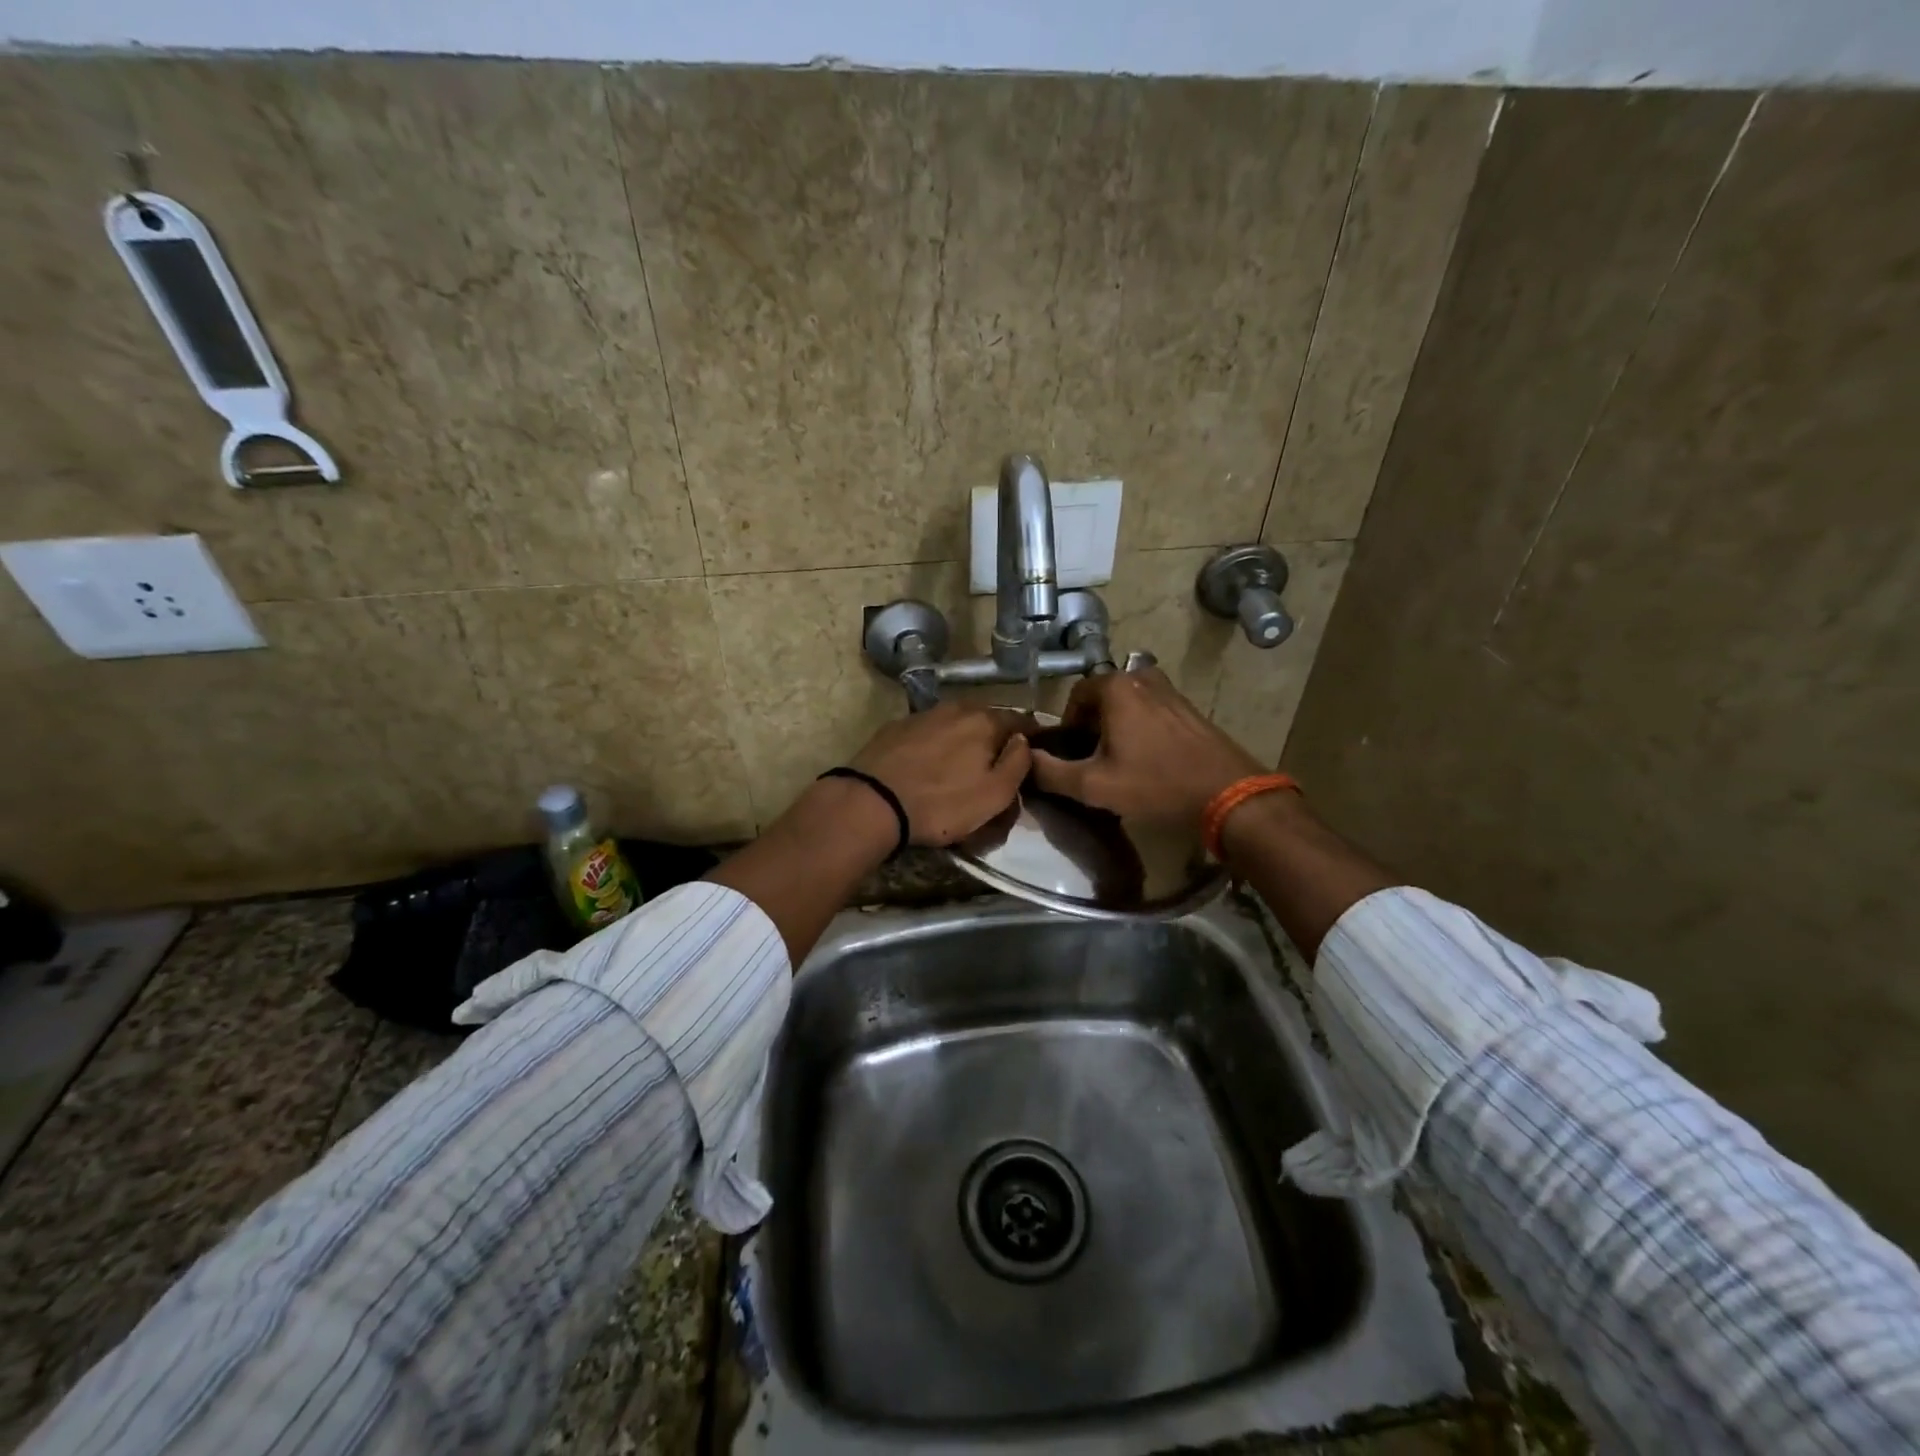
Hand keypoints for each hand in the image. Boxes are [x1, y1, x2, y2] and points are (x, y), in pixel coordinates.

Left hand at [849, 703, 1033, 846]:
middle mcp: (956, 708)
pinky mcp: (896, 727)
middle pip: (987, 720)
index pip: (1022, 721)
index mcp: (985, 721)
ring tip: (962, 765)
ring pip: (956, 723)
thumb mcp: (994, 794)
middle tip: (997, 765)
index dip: (1032, 738)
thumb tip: (1023, 741)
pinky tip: (930, 763)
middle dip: (996, 738)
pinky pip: (929, 732)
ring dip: (964, 739)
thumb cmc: (941, 803)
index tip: (1035, 755)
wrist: (872, 802)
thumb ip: (1018, 763)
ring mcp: (923, 715)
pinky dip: (937, 744)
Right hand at [1029, 667, 1262, 827]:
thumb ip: (1050, 772)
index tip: (1074, 755)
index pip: (1075, 696)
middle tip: (1094, 762)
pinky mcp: (1188, 707)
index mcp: (1116, 686)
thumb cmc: (1155, 784)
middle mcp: (1142, 677)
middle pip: (1102, 699)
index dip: (1068, 726)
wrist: (1227, 793)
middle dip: (1092, 727)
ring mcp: (1169, 690)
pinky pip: (1150, 711)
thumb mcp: (1093, 785)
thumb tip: (1026, 761)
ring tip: (1120, 763)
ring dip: (1116, 729)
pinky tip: (1147, 761)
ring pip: (1127, 705)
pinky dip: (1140, 729)